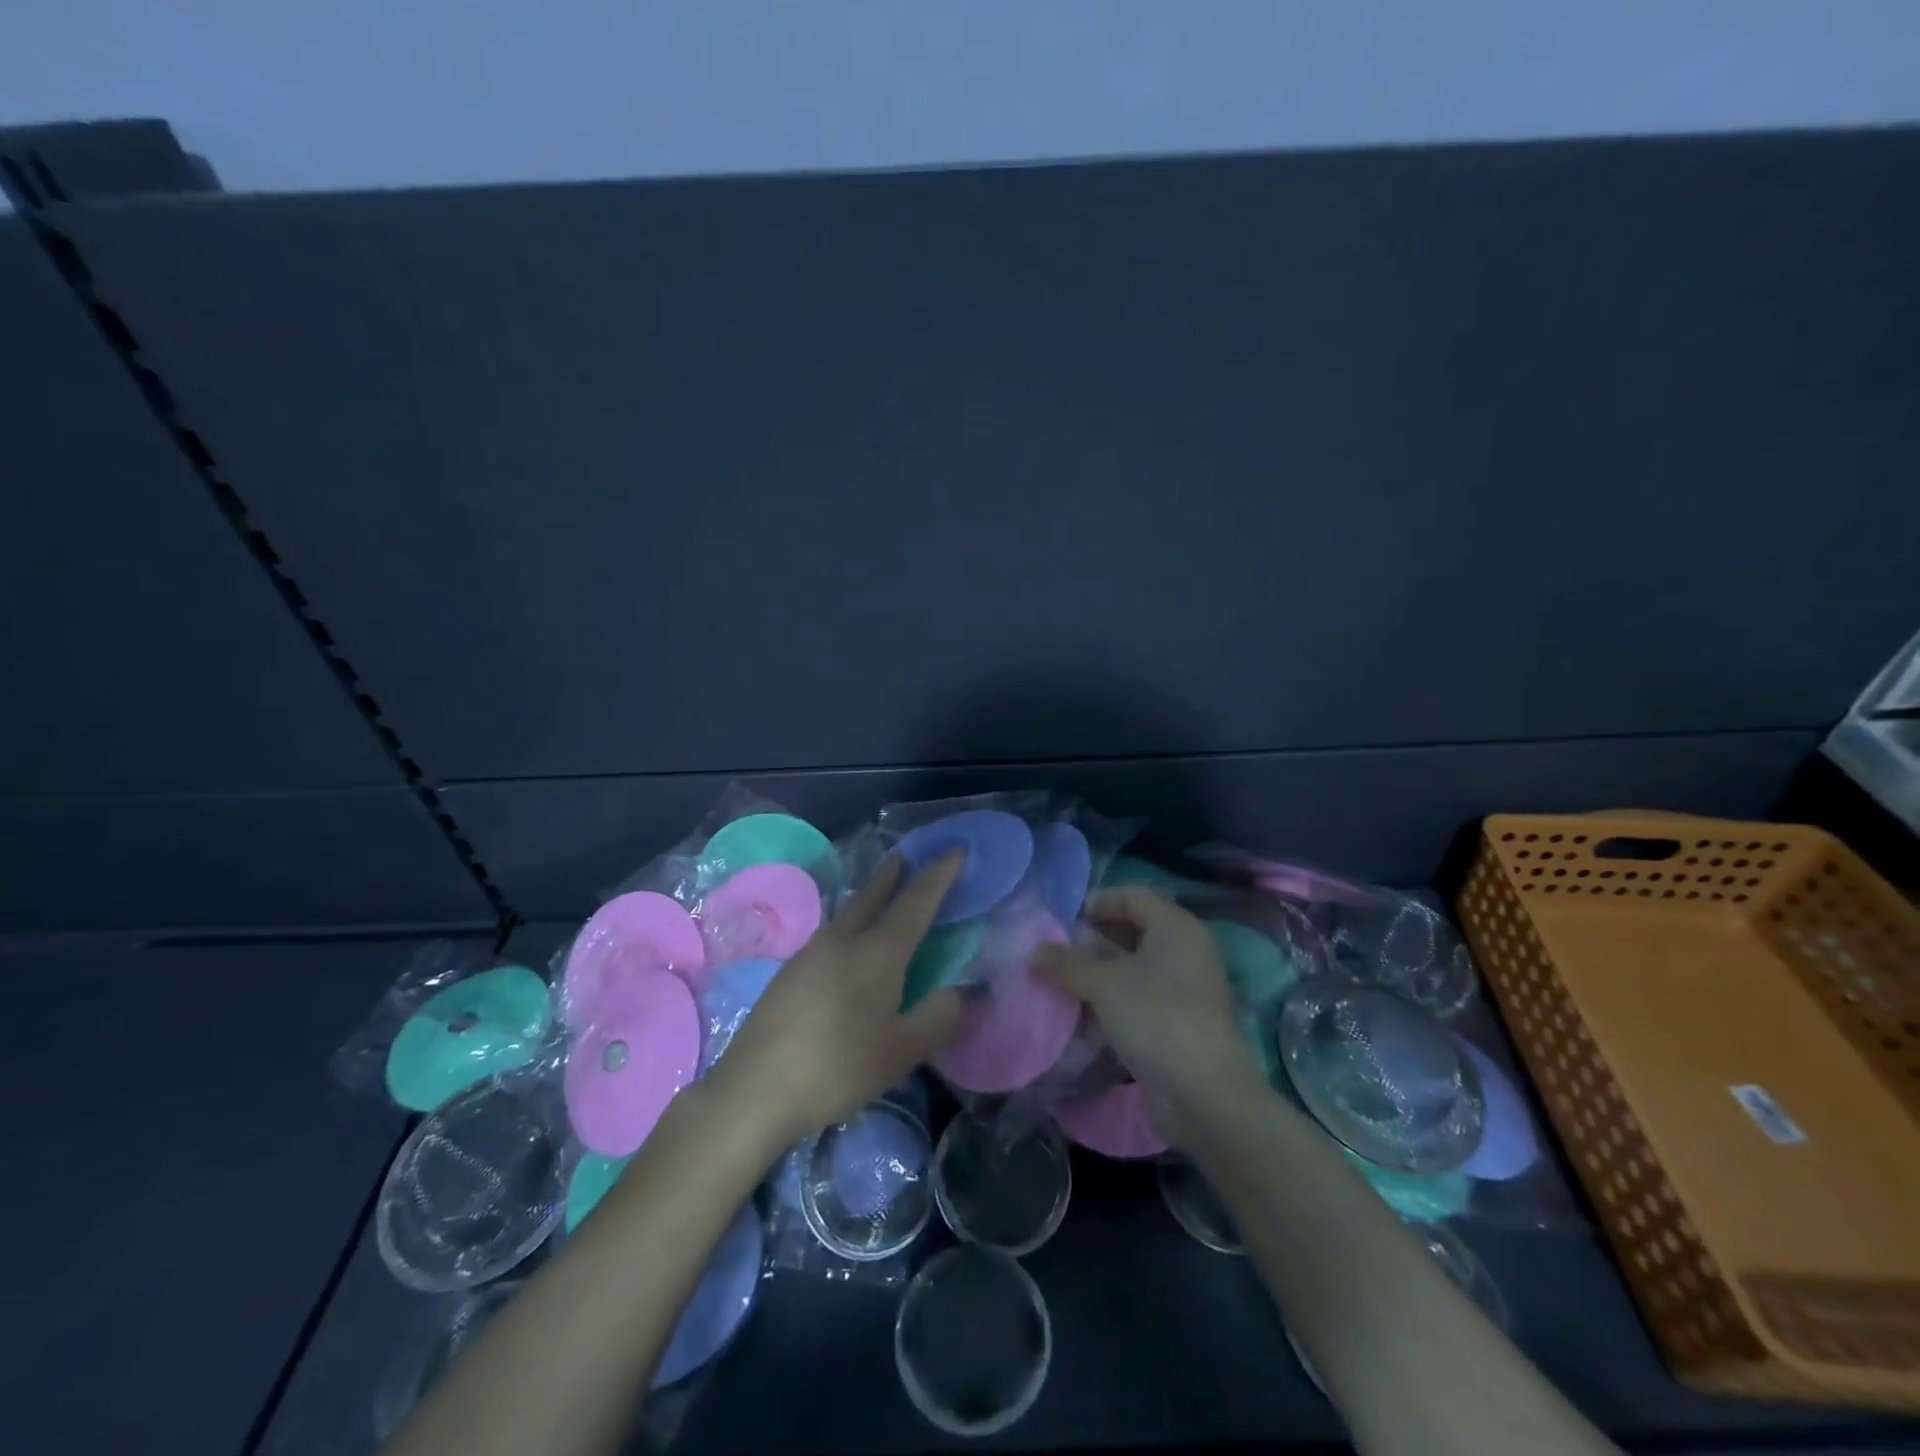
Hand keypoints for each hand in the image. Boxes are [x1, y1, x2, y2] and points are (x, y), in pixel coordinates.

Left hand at [713, 852, 966, 1145]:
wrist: (755, 1089)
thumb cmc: (838, 1067)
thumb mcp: (901, 1050)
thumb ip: (938, 1018)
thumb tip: (961, 992)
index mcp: (878, 952)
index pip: (917, 902)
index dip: (939, 875)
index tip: (955, 849)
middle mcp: (843, 941)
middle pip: (872, 896)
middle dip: (891, 875)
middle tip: (904, 857)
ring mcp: (810, 954)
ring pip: (846, 915)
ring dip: (866, 899)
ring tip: (876, 898)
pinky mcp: (787, 973)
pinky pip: (828, 937)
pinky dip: (847, 927)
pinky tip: (843, 951)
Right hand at [1035, 886, 1259, 1142]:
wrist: (1205, 1094)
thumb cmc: (1157, 1018)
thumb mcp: (1104, 984)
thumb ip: (1067, 963)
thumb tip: (1035, 952)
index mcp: (1176, 927)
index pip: (1132, 896)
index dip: (1096, 902)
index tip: (1062, 920)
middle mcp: (1185, 951)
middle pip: (1133, 931)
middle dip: (1092, 940)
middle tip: (1056, 952)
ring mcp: (1184, 988)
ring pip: (1134, 967)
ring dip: (1098, 973)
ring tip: (1061, 983)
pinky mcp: (1178, 1022)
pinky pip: (1139, 998)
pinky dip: (1112, 1001)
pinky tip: (1083, 1016)